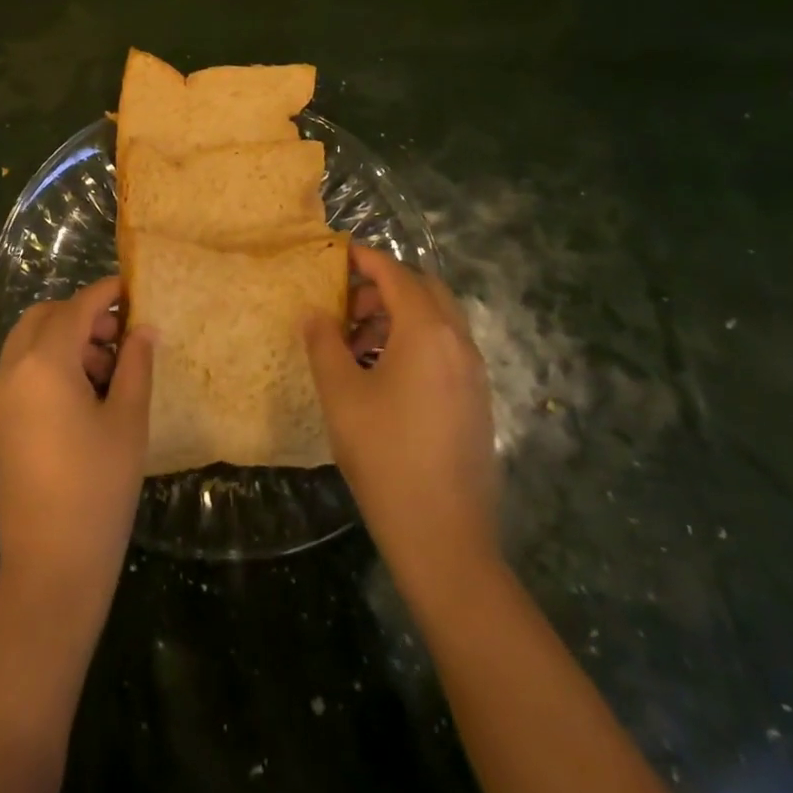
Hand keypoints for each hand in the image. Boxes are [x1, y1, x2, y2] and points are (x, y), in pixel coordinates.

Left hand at [0, 279, 153, 611]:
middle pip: (45, 317)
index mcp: (44, 363)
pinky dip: (51, 363)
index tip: (133, 288)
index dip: (106, 293)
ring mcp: (1, 398)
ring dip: (66, 339)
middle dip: (82, 315)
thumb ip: (136, 365)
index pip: (77, 308)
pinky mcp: (1, 422)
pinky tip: (85, 395)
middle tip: (120, 335)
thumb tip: (143, 328)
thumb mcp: (127, 420)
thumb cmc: (98, 488)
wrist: (50, 567)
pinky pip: (23, 371)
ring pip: (31, 343)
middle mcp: (14, 371)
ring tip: (109, 370)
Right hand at [303, 243, 499, 590]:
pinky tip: (384, 376)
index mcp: (427, 332)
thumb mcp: (341, 395)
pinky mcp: (478, 401)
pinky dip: (417, 342)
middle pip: (424, 290)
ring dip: (400, 316)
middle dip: (385, 287)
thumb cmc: (385, 457)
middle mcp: (459, 342)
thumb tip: (315, 313)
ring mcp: (474, 373)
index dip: (365, 259)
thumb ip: (323, 344)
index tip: (337, 254)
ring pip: (438, 320)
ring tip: (357, 343)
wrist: (445, 538)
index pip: (396, 274)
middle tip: (346, 305)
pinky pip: (447, 349)